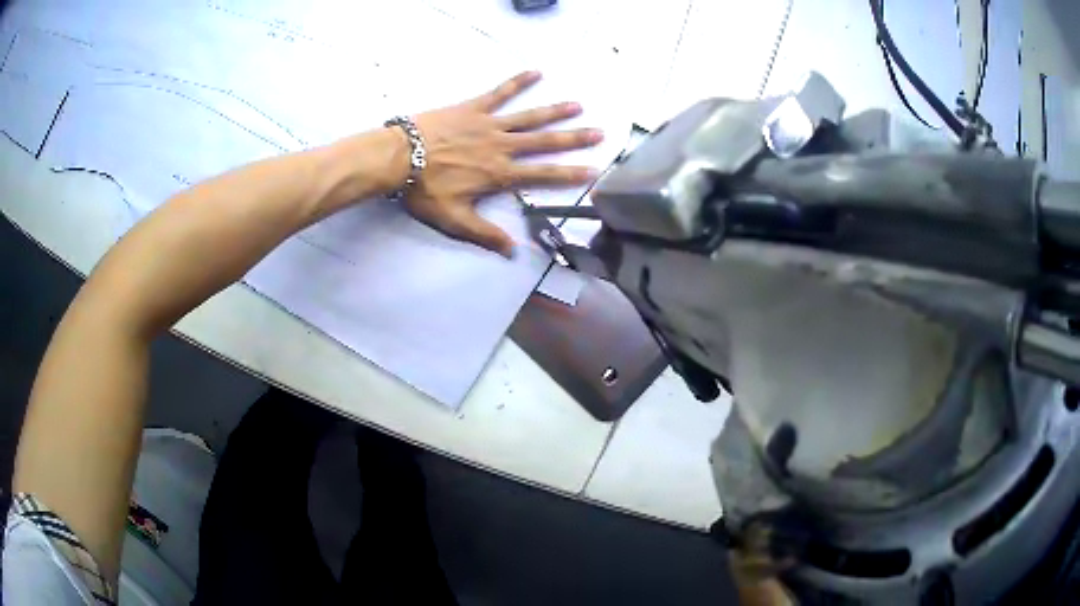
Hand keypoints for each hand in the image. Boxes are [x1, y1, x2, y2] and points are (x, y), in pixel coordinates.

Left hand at [404, 71, 603, 257]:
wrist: (397, 158)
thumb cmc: (424, 191)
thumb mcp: (454, 220)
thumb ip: (485, 234)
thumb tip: (512, 252)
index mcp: (499, 174)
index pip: (543, 175)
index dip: (570, 174)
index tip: (594, 170)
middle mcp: (502, 147)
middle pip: (544, 142)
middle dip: (573, 138)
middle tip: (599, 132)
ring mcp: (489, 124)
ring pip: (529, 117)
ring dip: (555, 111)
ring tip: (578, 106)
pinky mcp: (473, 108)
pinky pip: (500, 92)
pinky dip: (518, 82)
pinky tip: (536, 72)